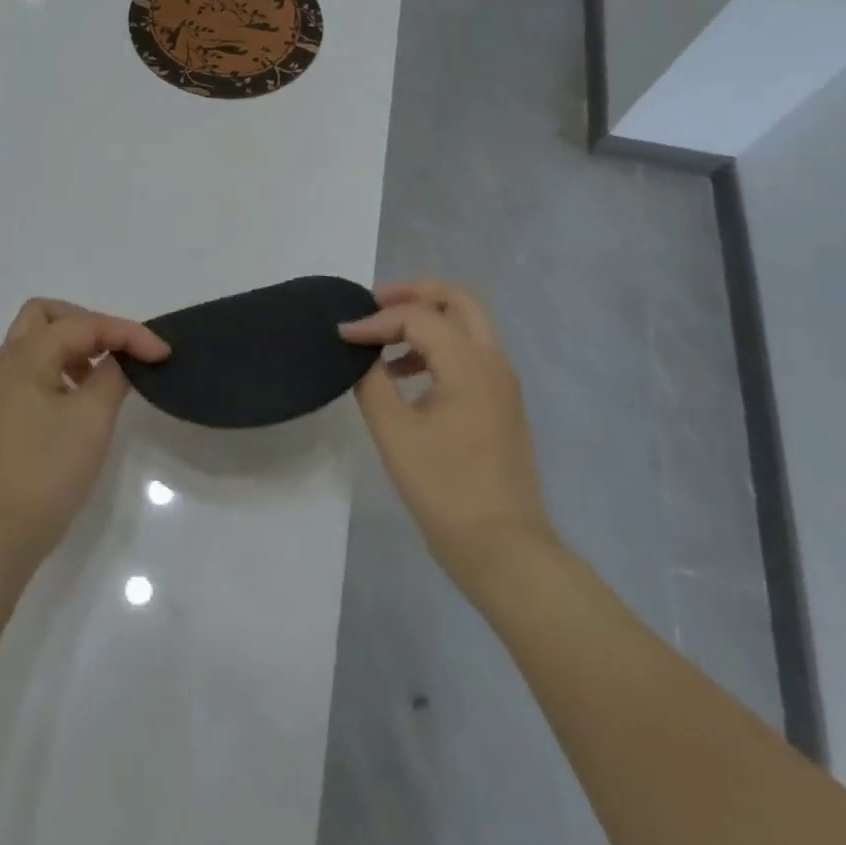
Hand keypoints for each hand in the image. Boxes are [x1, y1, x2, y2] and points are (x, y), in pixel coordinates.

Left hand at [0, 298, 170, 565]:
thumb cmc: (47, 470)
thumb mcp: (92, 418)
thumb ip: (112, 377)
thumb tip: (119, 360)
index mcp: (28, 354)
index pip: (85, 324)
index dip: (129, 333)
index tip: (163, 354)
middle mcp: (10, 362)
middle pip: (47, 315)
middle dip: (88, 323)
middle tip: (118, 349)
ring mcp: (4, 388)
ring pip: (39, 342)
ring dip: (75, 345)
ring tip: (104, 373)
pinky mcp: (6, 413)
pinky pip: (37, 368)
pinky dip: (63, 367)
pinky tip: (83, 398)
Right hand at [340, 281, 554, 576]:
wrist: (504, 549)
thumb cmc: (445, 488)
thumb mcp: (394, 431)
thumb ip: (373, 381)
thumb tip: (361, 353)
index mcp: (469, 363)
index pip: (417, 317)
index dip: (374, 321)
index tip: (341, 336)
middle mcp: (493, 362)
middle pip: (457, 301)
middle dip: (413, 295)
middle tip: (374, 305)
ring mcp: (502, 383)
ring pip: (467, 325)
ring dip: (426, 320)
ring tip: (384, 342)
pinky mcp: (501, 404)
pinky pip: (469, 354)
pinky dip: (438, 347)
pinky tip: (405, 376)